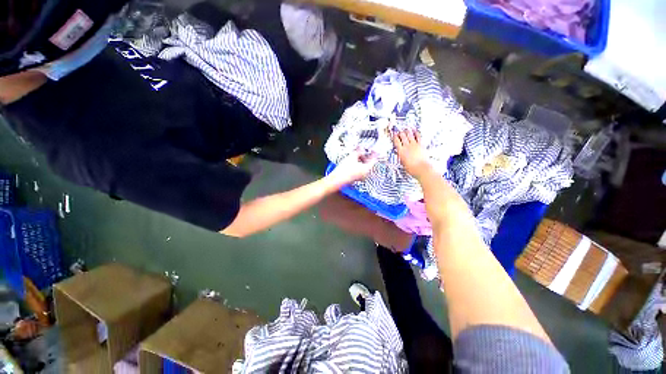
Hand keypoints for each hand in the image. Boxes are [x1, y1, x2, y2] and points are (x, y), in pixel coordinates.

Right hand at [329, 150, 377, 185]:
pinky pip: (360, 169)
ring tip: (357, 154)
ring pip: (364, 166)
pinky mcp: (356, 178)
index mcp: (367, 169)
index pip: (374, 160)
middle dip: (366, 156)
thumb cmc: (345, 170)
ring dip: (361, 160)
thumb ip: (359, 151)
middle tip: (363, 150)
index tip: (373, 149)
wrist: (337, 179)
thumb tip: (362, 148)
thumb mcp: (352, 157)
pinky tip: (353, 160)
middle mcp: (366, 174)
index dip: (374, 153)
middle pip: (369, 163)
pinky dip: (358, 164)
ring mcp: (361, 177)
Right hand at [393, 129, 430, 177]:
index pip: (396, 141)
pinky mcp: (421, 144)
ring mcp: (414, 144)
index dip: (394, 136)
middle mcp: (407, 146)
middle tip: (399, 131)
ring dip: (407, 131)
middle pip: (402, 136)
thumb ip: (400, 156)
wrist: (422, 169)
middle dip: (400, 133)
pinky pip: (418, 136)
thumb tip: (399, 153)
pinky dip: (416, 132)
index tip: (394, 134)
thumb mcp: (402, 163)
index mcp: (401, 151)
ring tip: (406, 129)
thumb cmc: (412, 168)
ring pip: (409, 134)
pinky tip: (415, 130)